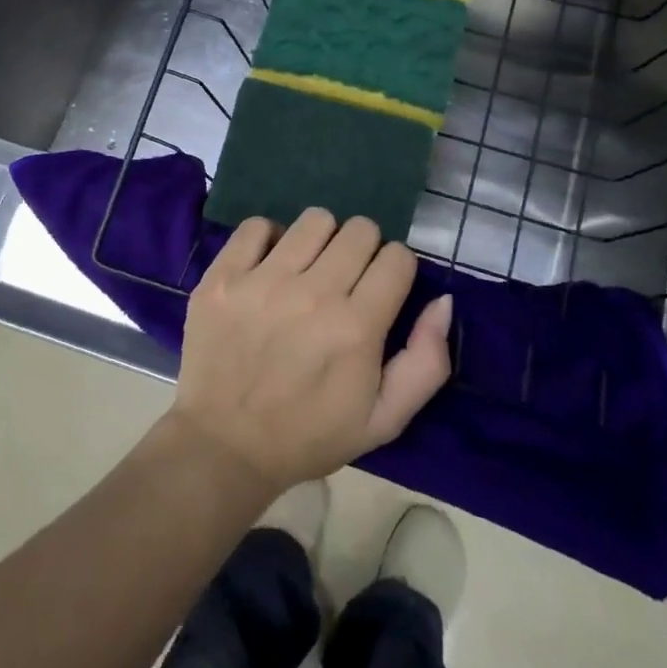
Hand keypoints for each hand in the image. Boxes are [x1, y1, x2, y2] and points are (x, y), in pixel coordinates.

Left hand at [168, 208, 452, 495]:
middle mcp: (313, 294)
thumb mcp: (384, 419)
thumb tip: (443, 301)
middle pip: (360, 230)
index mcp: (356, 327)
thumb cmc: (309, 435)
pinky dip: (268, 239)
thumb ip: (426, 362)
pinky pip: (256, 225)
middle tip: (346, 280)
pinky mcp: (223, 276)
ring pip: (315, 220)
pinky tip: (268, 266)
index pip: (397, 257)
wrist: (224, 447)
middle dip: (363, 250)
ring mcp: (263, 281)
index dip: (396, 270)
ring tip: (308, 269)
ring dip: (321, 240)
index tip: (381, 289)